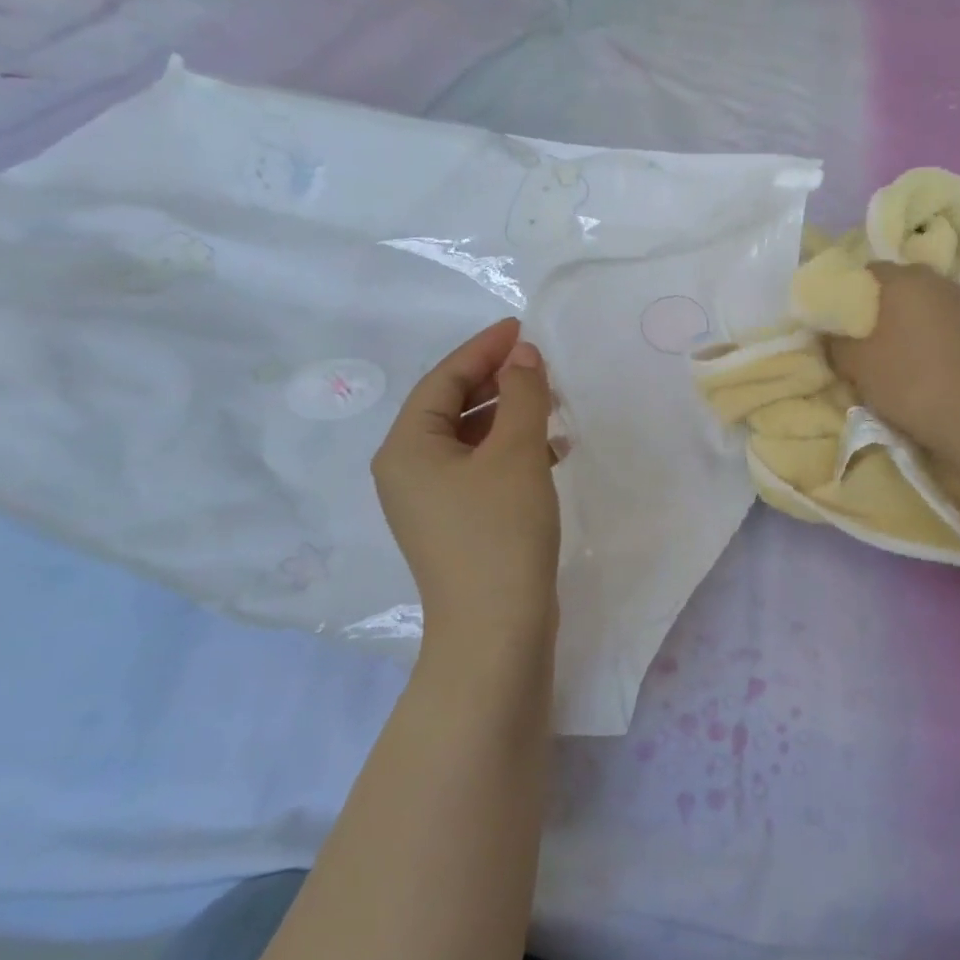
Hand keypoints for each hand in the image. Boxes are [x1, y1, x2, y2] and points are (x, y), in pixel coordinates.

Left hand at [373, 319, 559, 660]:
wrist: (496, 632)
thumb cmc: (500, 532)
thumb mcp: (517, 453)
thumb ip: (523, 395)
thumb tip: (524, 354)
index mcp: (407, 447)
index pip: (444, 379)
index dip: (484, 349)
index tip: (522, 327)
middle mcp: (408, 470)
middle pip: (452, 406)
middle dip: (498, 381)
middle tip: (541, 364)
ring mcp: (430, 501)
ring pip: (470, 439)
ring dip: (510, 416)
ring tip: (553, 404)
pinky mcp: (456, 524)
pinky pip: (481, 469)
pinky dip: (512, 452)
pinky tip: (551, 450)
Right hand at [826, 264, 959, 454]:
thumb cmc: (905, 379)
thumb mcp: (854, 364)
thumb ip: (835, 342)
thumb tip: (829, 333)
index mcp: (904, 279)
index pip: (868, 271)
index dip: (851, 291)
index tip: (842, 316)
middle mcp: (936, 281)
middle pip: (900, 284)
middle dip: (882, 303)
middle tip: (864, 333)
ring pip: (925, 303)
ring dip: (909, 318)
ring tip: (894, 348)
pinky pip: (945, 322)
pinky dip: (931, 333)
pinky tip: (923, 360)